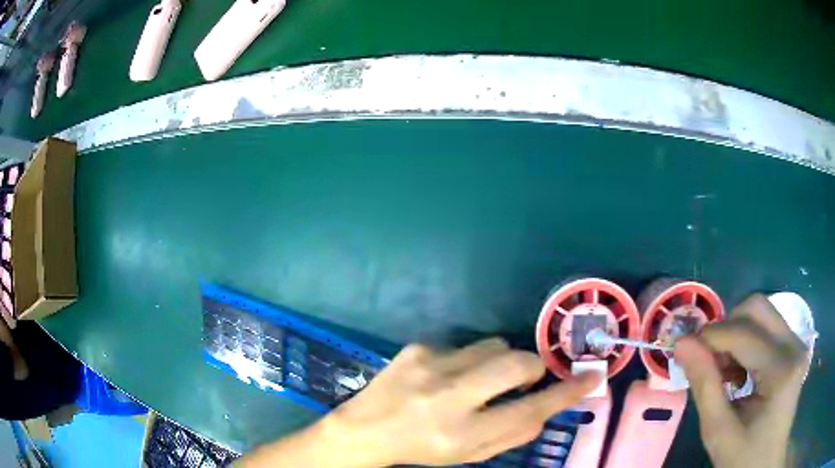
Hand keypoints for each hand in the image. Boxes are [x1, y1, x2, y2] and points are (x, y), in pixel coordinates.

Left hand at [241, 338, 601, 467]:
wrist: (365, 429)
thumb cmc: (422, 449)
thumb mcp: (468, 455)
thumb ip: (512, 435)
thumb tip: (546, 409)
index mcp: (462, 433)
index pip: (529, 410)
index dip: (566, 393)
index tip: (590, 377)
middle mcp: (449, 397)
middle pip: (516, 363)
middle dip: (532, 367)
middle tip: (526, 377)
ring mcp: (430, 366)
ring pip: (493, 345)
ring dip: (498, 362)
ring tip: (477, 380)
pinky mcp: (418, 347)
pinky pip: (463, 346)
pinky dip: (466, 361)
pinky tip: (443, 377)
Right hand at [674, 294, 809, 467]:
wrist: (766, 464)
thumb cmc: (743, 457)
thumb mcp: (718, 431)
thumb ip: (704, 386)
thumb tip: (682, 344)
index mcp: (781, 371)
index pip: (744, 333)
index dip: (710, 336)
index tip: (684, 351)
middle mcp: (794, 346)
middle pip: (757, 308)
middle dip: (726, 329)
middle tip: (708, 362)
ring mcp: (796, 343)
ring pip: (761, 314)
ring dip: (735, 335)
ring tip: (724, 374)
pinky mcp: (794, 347)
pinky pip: (766, 327)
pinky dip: (746, 343)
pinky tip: (739, 374)